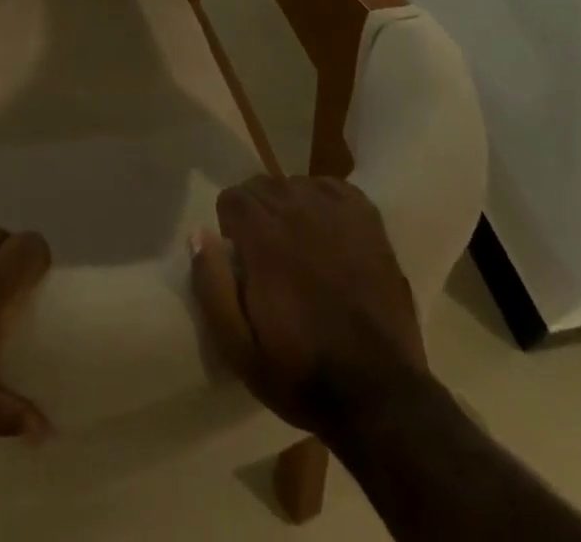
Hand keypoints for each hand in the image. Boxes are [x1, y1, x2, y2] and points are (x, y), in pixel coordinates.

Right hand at [191, 176, 426, 435]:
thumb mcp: (238, 347)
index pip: (232, 198)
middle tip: (270, 258)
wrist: (381, 396)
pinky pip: (331, 188)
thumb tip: (198, 233)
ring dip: (289, 208)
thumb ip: (211, 284)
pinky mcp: (367, 218)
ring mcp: (336, 210)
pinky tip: (329, 234)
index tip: (244, 262)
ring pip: (295, 185)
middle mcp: (297, 209)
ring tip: (301, 248)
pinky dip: (324, 203)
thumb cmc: (302, 373)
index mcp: (264, 236)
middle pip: (262, 186)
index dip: (232, 230)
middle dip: (258, 215)